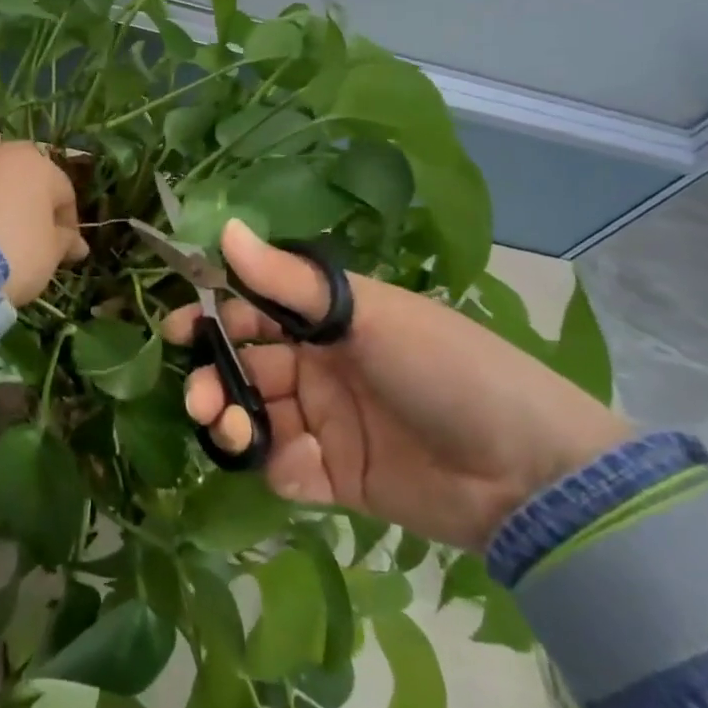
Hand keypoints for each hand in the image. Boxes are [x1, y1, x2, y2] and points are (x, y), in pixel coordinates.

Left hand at [0, 127, 87, 306]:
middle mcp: (0, 151)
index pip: (62, 190)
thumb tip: (78, 244)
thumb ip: (64, 242)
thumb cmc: (13, 256)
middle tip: (21, 221)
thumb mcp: (49, 255)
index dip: (65, 218)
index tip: (64, 245)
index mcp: (38, 168)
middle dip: (24, 186)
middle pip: (19, 162)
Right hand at [163, 220, 630, 550]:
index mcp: (328, 321)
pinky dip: (270, 463)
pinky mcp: (336, 477)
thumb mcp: (367, 314)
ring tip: (226, 428)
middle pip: (246, 366)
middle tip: (197, 394)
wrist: (528, 473)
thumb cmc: (444, 368)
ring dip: (230, 420)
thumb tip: (225, 229)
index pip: (254, 310)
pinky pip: (285, 467)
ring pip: (256, 416)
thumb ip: (289, 280)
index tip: (179, 329)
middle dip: (213, 376)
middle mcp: (320, 367)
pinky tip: (279, 462)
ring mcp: (326, 424)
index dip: (214, 316)